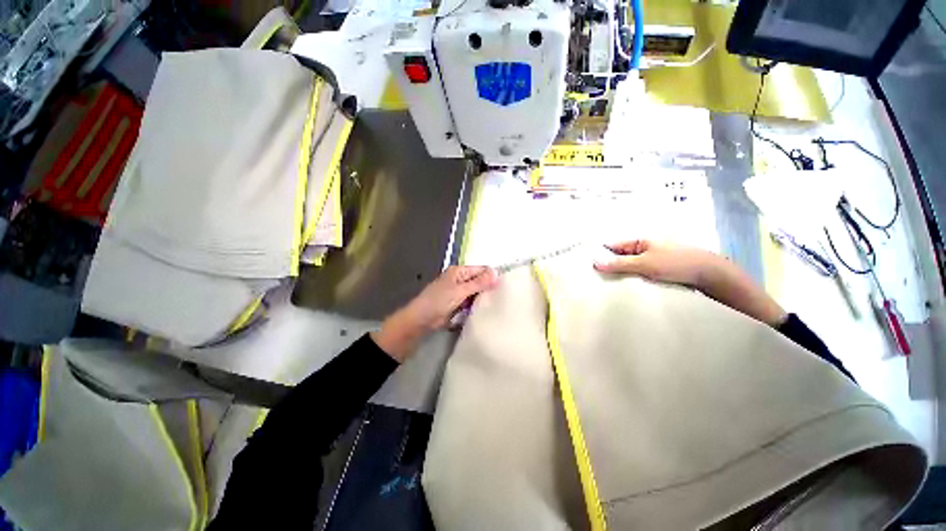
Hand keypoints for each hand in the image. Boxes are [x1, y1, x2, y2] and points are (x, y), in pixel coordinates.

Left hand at [371, 266, 498, 361]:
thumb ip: (478, 282)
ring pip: (476, 292)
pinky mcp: (458, 304)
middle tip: (504, 296)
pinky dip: (477, 305)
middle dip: (489, 288)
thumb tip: (496, 272)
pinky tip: (486, 310)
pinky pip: (471, 302)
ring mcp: (458, 292)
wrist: (421, 320)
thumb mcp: (460, 291)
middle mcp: (460, 279)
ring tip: (498, 304)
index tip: (506, 285)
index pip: (480, 269)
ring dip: (483, 298)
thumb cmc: (439, 301)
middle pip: (479, 281)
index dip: (492, 276)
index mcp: (459, 271)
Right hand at [594, 240, 787, 326]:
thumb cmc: (676, 264)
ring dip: (620, 275)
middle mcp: (643, 248)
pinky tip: (624, 289)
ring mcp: (650, 260)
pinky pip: (638, 274)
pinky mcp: (657, 271)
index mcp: (639, 240)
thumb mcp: (645, 263)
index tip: (586, 266)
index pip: (612, 246)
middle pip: (618, 257)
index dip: (599, 254)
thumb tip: (594, 262)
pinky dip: (631, 280)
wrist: (711, 274)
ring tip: (605, 286)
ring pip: (628, 267)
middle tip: (593, 280)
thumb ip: (619, 263)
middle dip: (608, 267)